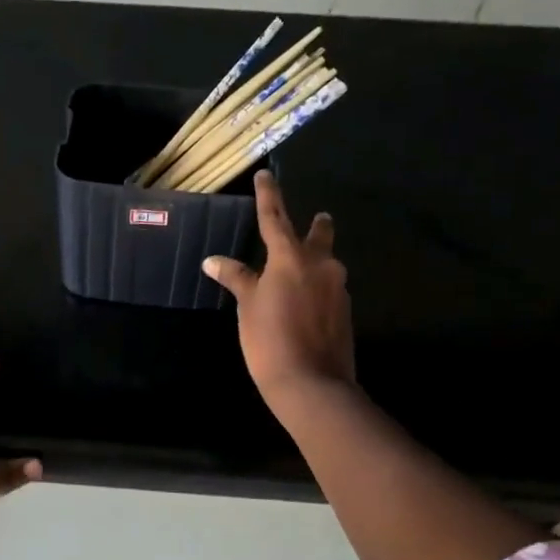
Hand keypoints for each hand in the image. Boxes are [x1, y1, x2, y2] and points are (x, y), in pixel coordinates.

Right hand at [203, 171, 355, 411]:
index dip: (268, 195)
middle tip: (317, 219)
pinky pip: (329, 288)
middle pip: (319, 235)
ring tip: (301, 269)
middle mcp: (321, 265)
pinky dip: (317, 287)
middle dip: (316, 226)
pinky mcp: (345, 311)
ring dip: (317, 260)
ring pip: (327, 263)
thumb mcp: (247, 306)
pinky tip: (306, 301)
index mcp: (291, 258)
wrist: (312, 384)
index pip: (275, 218)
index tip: (265, 175)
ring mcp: (338, 288)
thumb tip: (213, 260)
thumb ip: (236, 278)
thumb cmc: (270, 339)